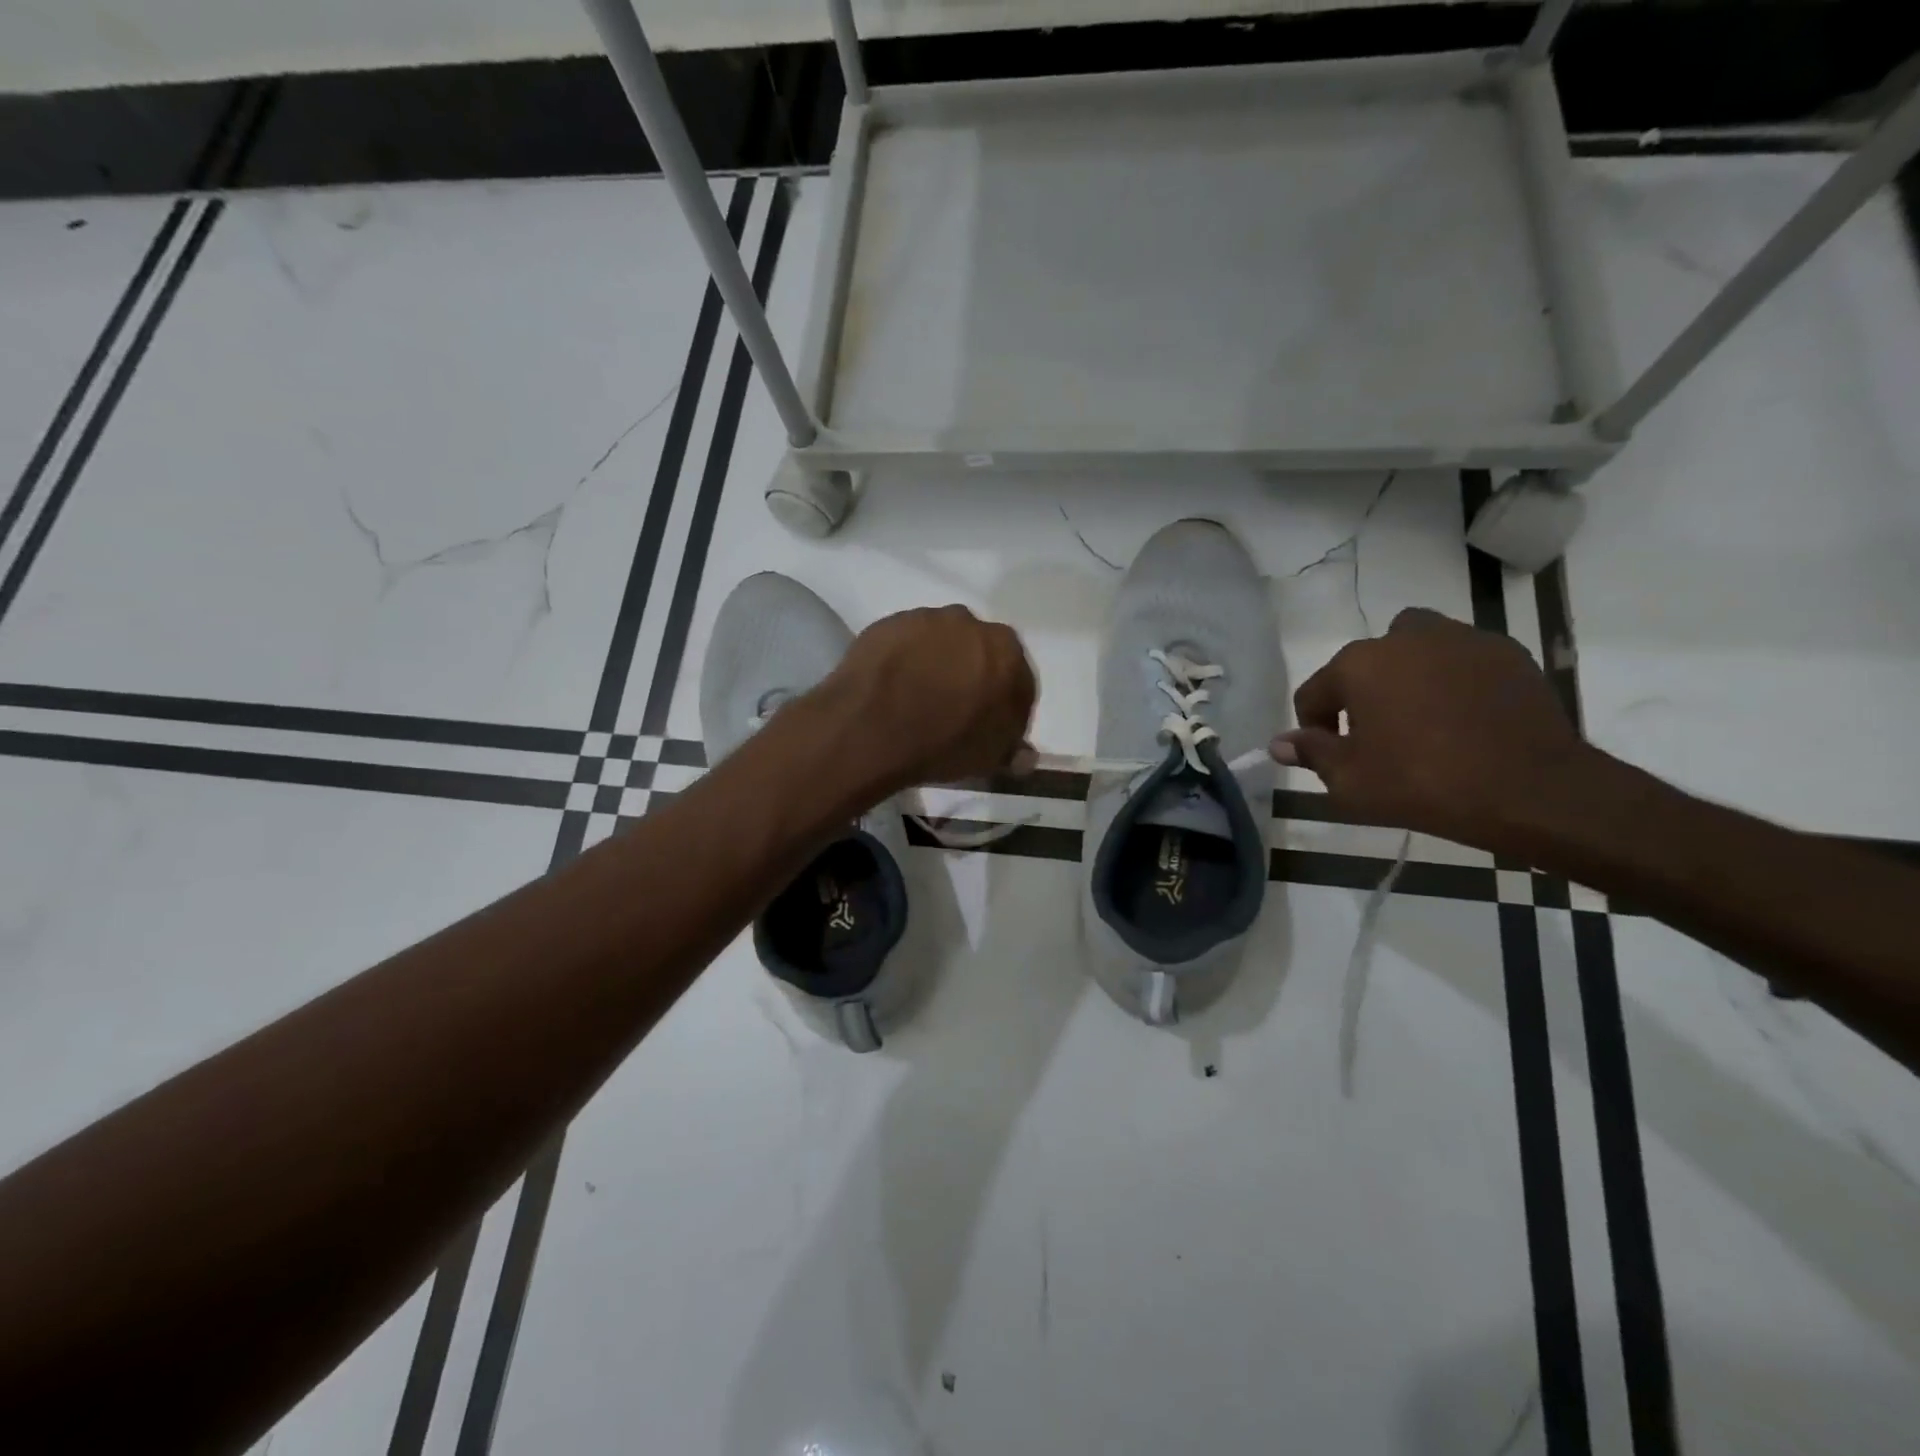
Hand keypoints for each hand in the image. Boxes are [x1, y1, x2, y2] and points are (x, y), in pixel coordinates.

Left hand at [825, 604, 1036, 788]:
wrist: (870, 727)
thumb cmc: (942, 743)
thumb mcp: (988, 758)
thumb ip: (1012, 750)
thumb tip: (1025, 755)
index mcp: (1007, 651)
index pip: (1018, 680)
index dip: (1006, 707)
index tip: (990, 727)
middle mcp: (971, 623)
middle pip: (979, 653)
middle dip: (972, 677)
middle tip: (954, 710)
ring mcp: (926, 619)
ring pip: (941, 643)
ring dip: (937, 664)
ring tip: (919, 697)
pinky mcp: (888, 623)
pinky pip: (906, 643)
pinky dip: (905, 660)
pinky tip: (894, 686)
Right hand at [1273, 608, 1591, 849]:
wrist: (1530, 790)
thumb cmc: (1422, 784)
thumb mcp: (1350, 781)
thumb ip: (1311, 753)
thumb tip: (1278, 743)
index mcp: (1359, 664)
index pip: (1315, 692)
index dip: (1316, 727)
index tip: (1332, 757)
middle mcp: (1405, 638)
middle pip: (1366, 661)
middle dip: (1363, 691)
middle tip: (1378, 735)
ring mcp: (1461, 640)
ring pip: (1417, 649)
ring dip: (1408, 675)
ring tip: (1421, 719)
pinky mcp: (1507, 654)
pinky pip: (1462, 660)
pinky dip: (1454, 681)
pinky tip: (1465, 720)